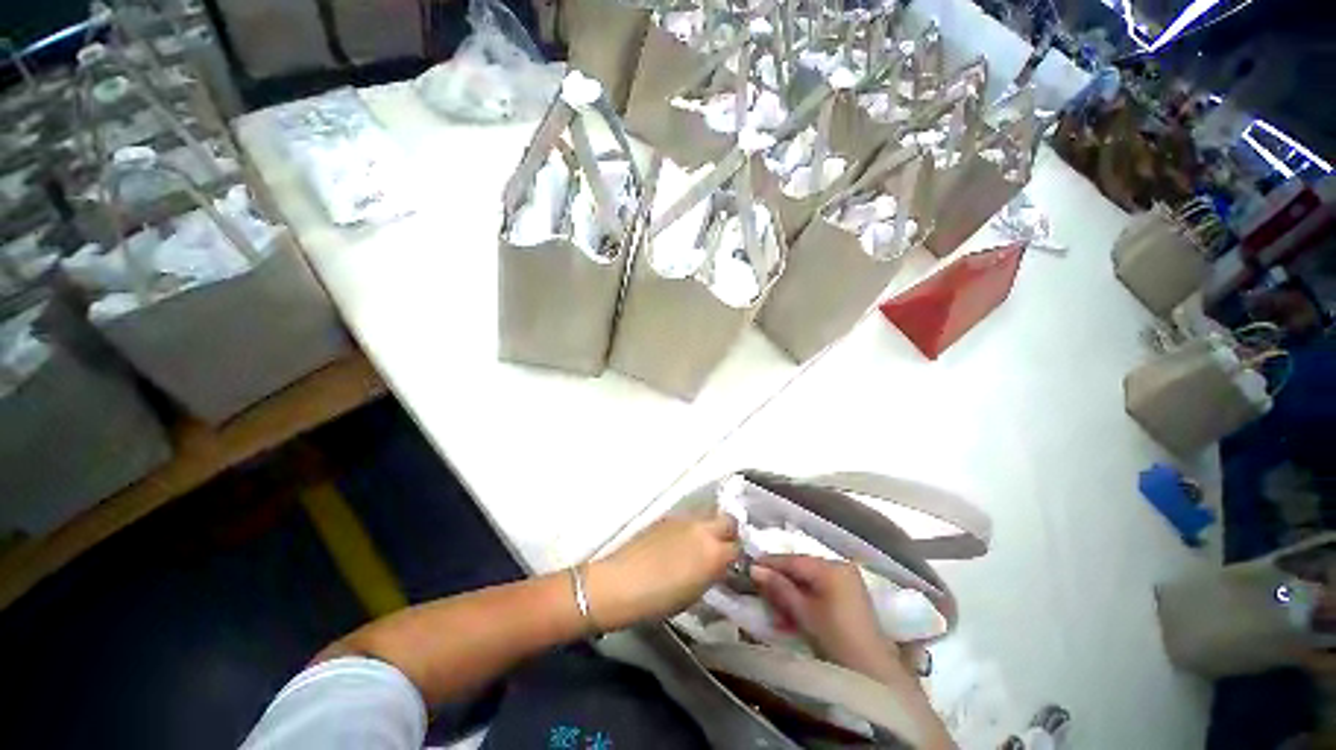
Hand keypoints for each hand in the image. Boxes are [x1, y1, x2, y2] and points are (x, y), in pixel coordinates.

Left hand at [586, 513, 738, 630]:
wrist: (620, 582)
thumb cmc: (658, 600)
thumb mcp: (695, 594)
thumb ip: (712, 574)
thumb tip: (718, 566)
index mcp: (714, 553)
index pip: (738, 548)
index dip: (737, 557)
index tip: (732, 565)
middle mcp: (703, 529)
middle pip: (729, 521)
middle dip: (729, 533)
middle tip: (721, 548)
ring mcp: (685, 519)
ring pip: (708, 515)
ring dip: (710, 527)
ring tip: (700, 543)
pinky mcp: (667, 516)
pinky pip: (689, 517)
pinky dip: (692, 527)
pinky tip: (680, 541)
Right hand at [752, 554, 907, 682]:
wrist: (875, 675)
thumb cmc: (836, 639)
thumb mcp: (803, 613)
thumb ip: (779, 588)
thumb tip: (754, 568)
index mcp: (831, 567)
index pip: (793, 560)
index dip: (770, 563)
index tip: (749, 566)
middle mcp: (840, 567)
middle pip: (801, 569)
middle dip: (780, 580)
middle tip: (759, 590)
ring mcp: (847, 581)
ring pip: (809, 581)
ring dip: (790, 593)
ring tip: (774, 608)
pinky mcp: (850, 597)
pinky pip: (820, 590)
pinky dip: (805, 600)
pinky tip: (791, 615)